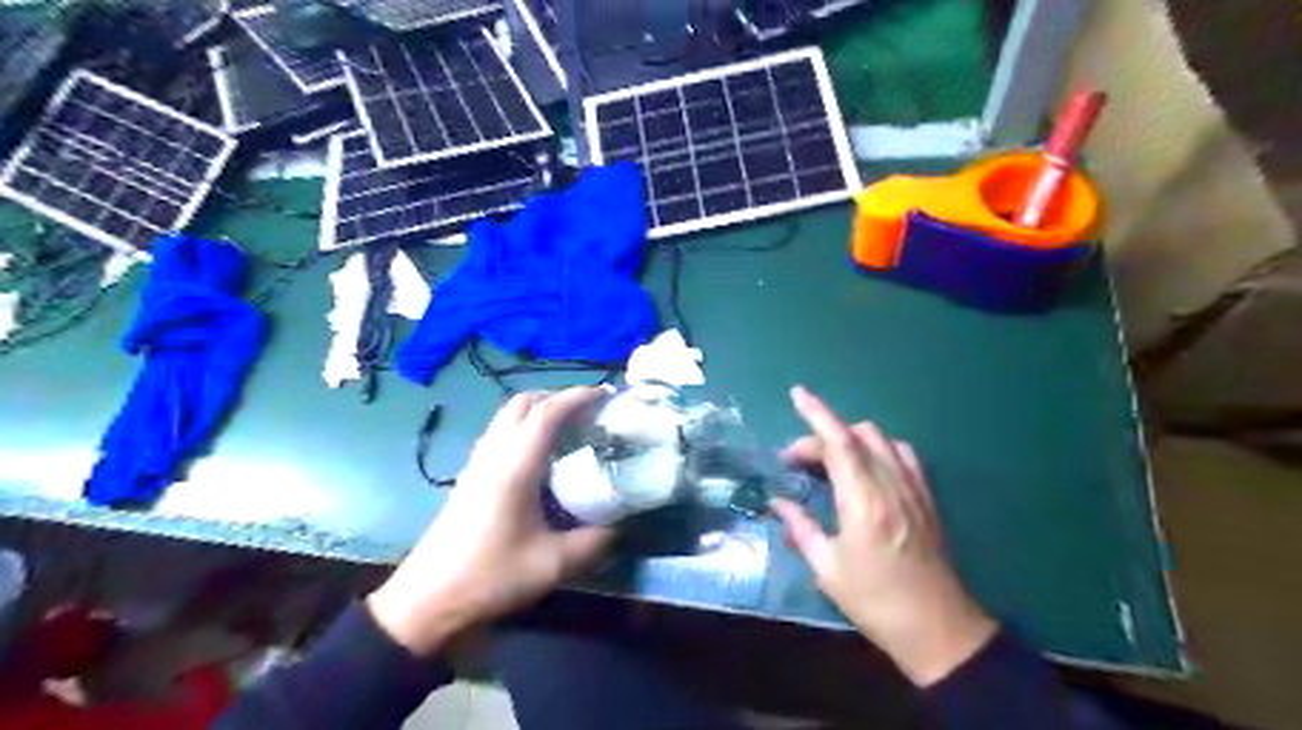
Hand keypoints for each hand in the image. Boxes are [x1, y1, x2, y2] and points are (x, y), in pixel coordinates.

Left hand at [362, 387, 611, 654]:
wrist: (427, 602)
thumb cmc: (489, 578)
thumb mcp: (552, 565)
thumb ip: (594, 543)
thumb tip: (619, 528)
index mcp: (514, 467)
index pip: (547, 413)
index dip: (578, 397)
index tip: (607, 395)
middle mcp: (493, 455)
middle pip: (523, 403)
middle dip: (558, 396)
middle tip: (590, 410)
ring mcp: (477, 464)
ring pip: (508, 416)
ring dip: (540, 410)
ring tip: (571, 427)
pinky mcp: (470, 477)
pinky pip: (501, 434)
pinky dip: (526, 428)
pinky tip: (544, 455)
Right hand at [772, 384, 998, 688]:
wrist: (938, 628)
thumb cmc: (876, 601)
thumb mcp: (828, 569)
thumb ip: (801, 528)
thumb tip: (778, 503)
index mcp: (864, 501)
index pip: (839, 442)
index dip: (816, 414)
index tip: (797, 394)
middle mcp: (891, 485)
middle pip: (857, 436)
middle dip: (821, 436)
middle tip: (795, 462)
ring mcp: (914, 489)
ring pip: (882, 440)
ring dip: (850, 438)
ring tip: (829, 460)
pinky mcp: (927, 498)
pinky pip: (903, 455)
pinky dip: (879, 448)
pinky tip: (867, 467)